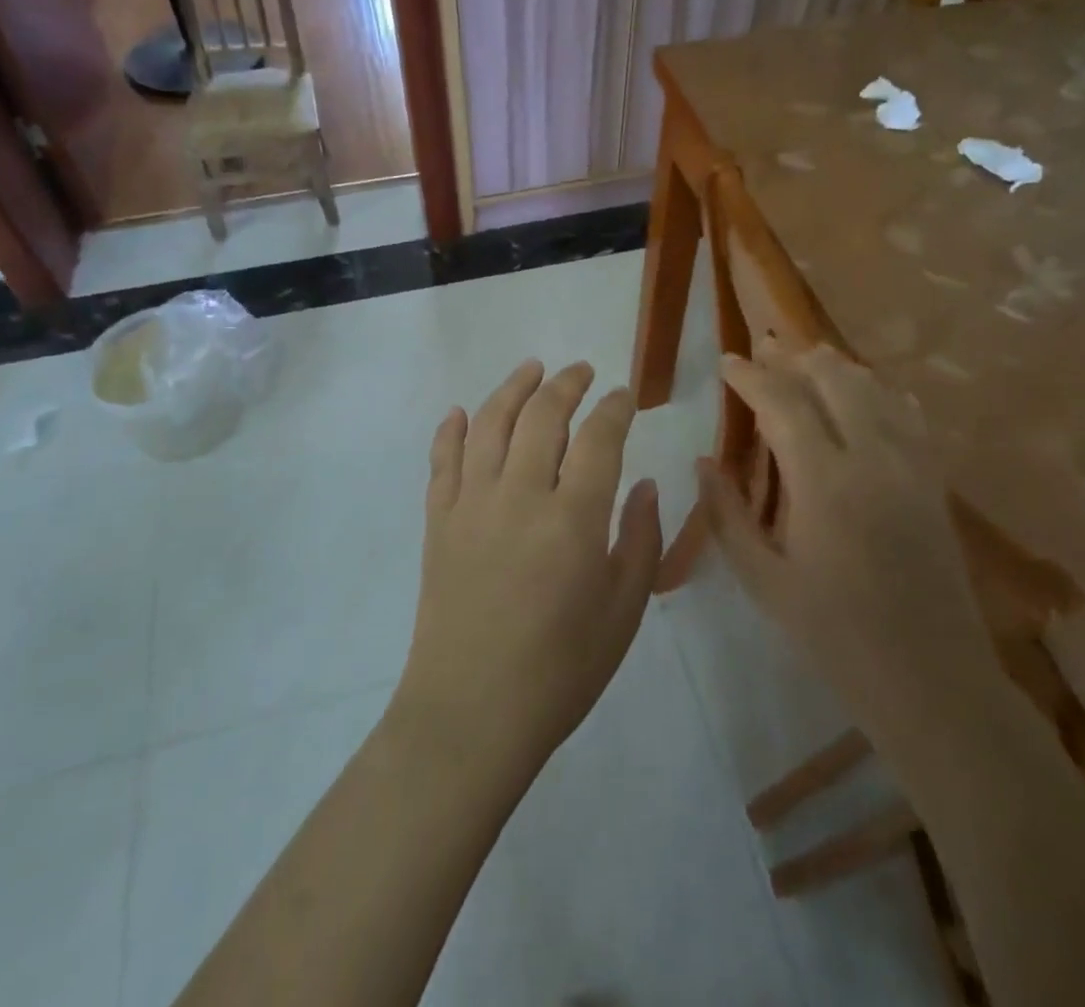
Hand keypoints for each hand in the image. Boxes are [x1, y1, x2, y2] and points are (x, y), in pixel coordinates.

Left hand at [392, 360, 660, 782]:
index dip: (614, 408)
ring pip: (490, 423)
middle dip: (566, 384)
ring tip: (531, 368)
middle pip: (543, 416)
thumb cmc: (560, 672)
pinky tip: (461, 413)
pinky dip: (452, 430)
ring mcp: (471, 504)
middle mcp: (520, 495)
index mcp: (573, 519)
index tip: (623, 396)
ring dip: (512, 388)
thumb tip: (646, 484)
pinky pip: (442, 460)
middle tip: (581, 371)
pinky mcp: (438, 521)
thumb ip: (641, 540)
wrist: (470, 715)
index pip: (598, 438)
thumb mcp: (622, 612)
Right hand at [698, 341, 995, 751]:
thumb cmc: (834, 633)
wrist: (930, 677)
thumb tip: (703, 462)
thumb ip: (728, 515)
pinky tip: (869, 389)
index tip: (726, 360)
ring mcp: (911, 465)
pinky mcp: (934, 480)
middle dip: (793, 356)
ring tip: (806, 357)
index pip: (782, 402)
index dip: (750, 375)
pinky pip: (909, 414)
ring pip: (873, 388)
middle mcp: (871, 457)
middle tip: (764, 347)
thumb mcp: (764, 580)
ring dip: (835, 366)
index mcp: (823, 481)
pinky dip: (882, 391)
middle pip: (832, 379)